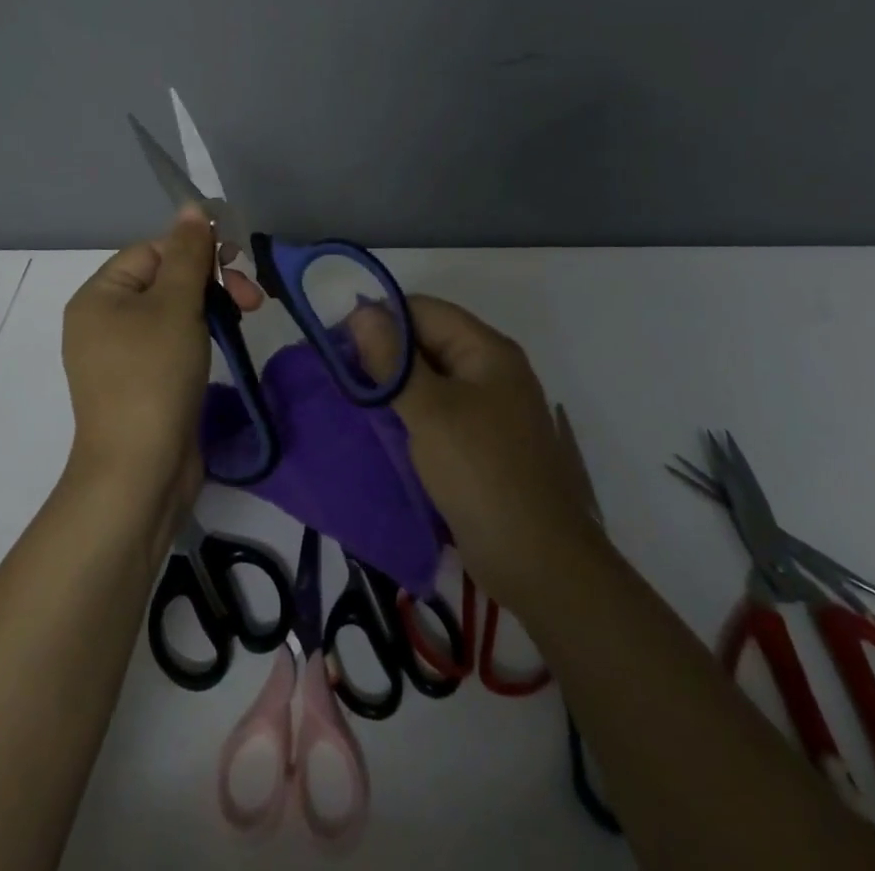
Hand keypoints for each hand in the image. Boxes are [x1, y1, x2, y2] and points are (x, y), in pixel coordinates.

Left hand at [60, 205, 263, 514]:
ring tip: (247, 317)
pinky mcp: (141, 383)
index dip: (196, 250)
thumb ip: (189, 252)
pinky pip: (171, 343)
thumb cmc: (154, 375)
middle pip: (165, 280)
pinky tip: (224, 343)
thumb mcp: (175, 304)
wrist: (139, 472)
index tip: (237, 260)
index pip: (153, 251)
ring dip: (211, 307)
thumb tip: (192, 205)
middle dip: (210, 281)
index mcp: (99, 296)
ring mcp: (121, 356)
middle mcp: (103, 321)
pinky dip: (199, 337)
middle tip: (251, 297)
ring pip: (173, 312)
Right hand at [349, 295, 592, 611]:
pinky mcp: (479, 443)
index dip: (379, 318)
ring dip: (391, 386)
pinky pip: (436, 412)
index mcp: (486, 350)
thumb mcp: (430, 411)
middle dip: (382, 353)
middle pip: (426, 342)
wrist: (539, 563)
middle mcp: (489, 370)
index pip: (423, 310)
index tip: (336, 343)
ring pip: (428, 379)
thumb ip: (392, 361)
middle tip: (337, 375)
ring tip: (350, 400)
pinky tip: (378, 428)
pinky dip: (407, 414)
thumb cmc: (482, 474)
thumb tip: (360, 311)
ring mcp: (487, 409)